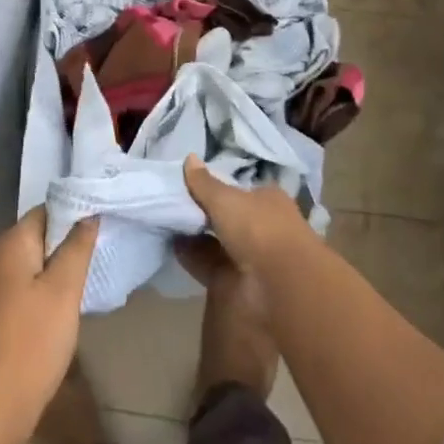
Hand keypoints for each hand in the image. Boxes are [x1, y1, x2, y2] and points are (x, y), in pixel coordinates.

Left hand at [0, 207, 98, 443]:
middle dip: (67, 246)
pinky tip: (60, 315)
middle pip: (36, 239)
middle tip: (101, 257)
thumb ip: (76, 248)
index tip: (104, 225)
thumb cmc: (29, 344)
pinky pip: (20, 293)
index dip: (75, 214)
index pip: (46, 211)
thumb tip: (87, 214)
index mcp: (9, 245)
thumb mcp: (63, 292)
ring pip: (29, 268)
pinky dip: (40, 296)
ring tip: (87, 284)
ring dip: (55, 274)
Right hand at [183, 155, 312, 274]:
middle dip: (203, 213)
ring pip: (217, 241)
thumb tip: (189, 157)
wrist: (278, 286)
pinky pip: (208, 263)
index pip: (241, 190)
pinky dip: (191, 256)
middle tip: (171, 203)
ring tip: (164, 222)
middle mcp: (262, 227)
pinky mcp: (237, 280)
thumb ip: (204, 182)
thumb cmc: (257, 228)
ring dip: (194, 235)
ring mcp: (251, 256)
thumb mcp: (226, 198)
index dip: (217, 187)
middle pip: (228, 217)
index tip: (190, 184)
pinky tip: (170, 246)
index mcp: (268, 200)